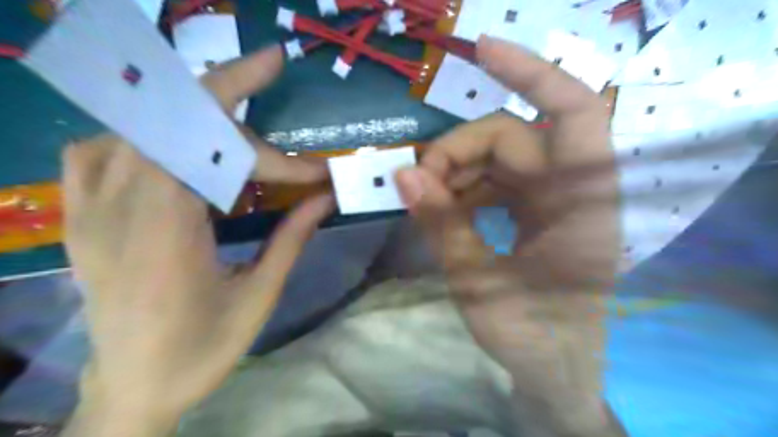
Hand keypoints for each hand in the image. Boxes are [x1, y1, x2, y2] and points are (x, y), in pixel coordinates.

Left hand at [64, 45, 333, 435]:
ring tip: (229, 104)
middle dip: (227, 91)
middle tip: (267, 69)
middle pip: (168, 118)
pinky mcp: (79, 218)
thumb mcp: (259, 296)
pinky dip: (137, 133)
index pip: (214, 153)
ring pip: (131, 122)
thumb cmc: (202, 349)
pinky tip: (170, 147)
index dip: (274, 156)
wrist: (132, 389)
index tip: (315, 171)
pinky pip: (95, 151)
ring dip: (187, 106)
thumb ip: (292, 238)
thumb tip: (327, 196)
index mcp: (166, 234)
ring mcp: (89, 210)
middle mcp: (117, 209)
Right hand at [398, 35, 623, 432]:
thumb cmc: (530, 338)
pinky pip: (497, 181)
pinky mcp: (539, 210)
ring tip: (422, 198)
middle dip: (456, 153)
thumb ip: (442, 226)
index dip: (531, 73)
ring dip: (456, 170)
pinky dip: (465, 187)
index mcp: (582, 207)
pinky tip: (442, 206)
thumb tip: (402, 176)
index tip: (480, 51)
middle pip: (510, 138)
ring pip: (499, 158)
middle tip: (414, 183)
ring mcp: (556, 199)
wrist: (556, 372)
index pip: (572, 114)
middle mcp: (575, 191)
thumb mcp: (478, 286)